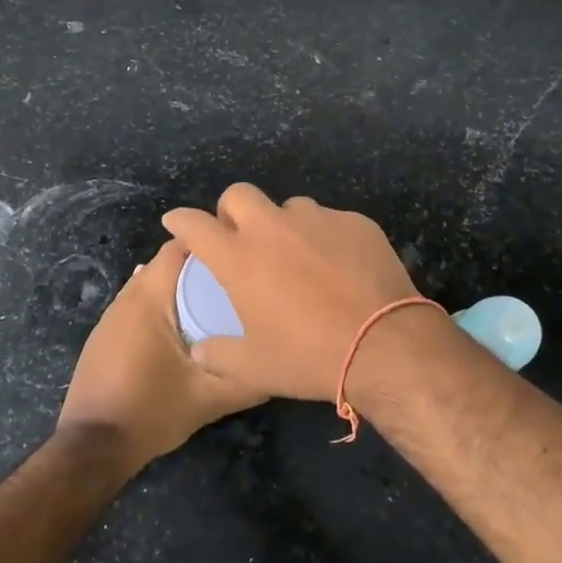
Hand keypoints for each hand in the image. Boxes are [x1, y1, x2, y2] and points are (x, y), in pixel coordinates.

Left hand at [57, 238, 264, 472]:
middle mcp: (128, 296)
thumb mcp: (209, 399)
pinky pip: (140, 303)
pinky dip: (163, 304)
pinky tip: (185, 326)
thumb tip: (280, 364)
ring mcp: (113, 315)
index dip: (212, 243)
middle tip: (237, 279)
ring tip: (218, 299)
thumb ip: (247, 380)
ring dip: (181, 286)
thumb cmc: (151, 412)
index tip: (242, 252)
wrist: (93, 446)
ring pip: (153, 283)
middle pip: (167, 263)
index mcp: (150, 297)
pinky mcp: (106, 333)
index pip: (180, 247)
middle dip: (201, 266)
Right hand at [162, 184, 423, 401]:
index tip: (176, 221)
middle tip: (240, 237)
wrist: (385, 345)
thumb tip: (200, 350)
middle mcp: (273, 228)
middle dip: (232, 210)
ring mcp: (317, 219)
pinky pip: (330, 221)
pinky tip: (340, 267)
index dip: (180, 220)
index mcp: (239, 258)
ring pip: (290, 207)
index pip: (194, 224)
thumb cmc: (309, 356)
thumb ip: (217, 354)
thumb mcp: (253, 368)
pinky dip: (325, 238)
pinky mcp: (355, 221)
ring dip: (284, 226)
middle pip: (240, 194)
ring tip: (298, 257)